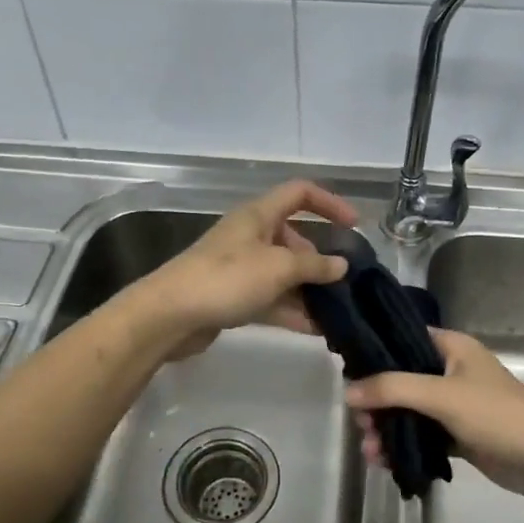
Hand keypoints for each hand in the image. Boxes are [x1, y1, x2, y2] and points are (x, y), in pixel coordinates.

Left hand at [129, 180, 357, 359]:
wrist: (170, 315)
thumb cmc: (227, 279)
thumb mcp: (278, 268)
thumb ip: (314, 266)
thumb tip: (341, 265)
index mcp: (259, 215)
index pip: (300, 193)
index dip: (329, 203)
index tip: (353, 225)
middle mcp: (250, 236)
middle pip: (294, 239)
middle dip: (320, 260)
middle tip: (345, 283)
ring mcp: (240, 268)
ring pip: (283, 273)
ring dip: (308, 290)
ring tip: (337, 311)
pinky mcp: (232, 296)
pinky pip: (270, 298)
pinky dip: (291, 310)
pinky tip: (315, 329)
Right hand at [346, 329, 523, 500]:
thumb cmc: (495, 414)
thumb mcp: (441, 395)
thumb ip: (392, 389)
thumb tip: (347, 392)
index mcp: (452, 347)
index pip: (402, 338)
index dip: (374, 353)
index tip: (346, 372)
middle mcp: (452, 369)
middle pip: (402, 379)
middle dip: (377, 402)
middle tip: (359, 424)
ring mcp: (455, 403)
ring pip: (410, 410)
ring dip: (387, 428)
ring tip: (370, 452)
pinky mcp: (459, 433)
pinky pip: (422, 434)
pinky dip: (404, 444)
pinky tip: (385, 462)